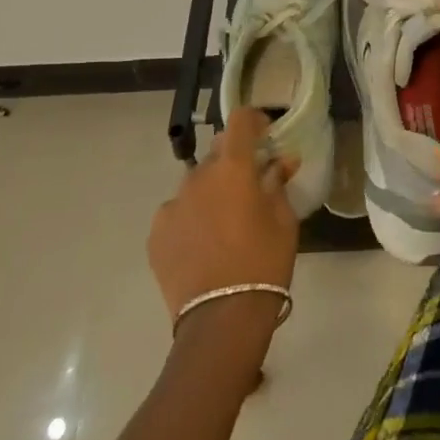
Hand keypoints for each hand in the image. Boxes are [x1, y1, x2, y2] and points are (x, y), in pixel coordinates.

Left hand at [149, 109, 297, 327]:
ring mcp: (172, 205)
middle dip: (235, 160)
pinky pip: (177, 213)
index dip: (255, 120)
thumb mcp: (283, 221)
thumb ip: (278, 184)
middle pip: (218, 152)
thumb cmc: (263, 262)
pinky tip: (203, 244)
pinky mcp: (156, 234)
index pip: (240, 120)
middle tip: (251, 186)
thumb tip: (281, 161)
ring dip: (212, 191)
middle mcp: (198, 176)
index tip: (266, 136)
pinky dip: (191, 218)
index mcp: (232, 168)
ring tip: (225, 223)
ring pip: (196, 184)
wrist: (221, 319)